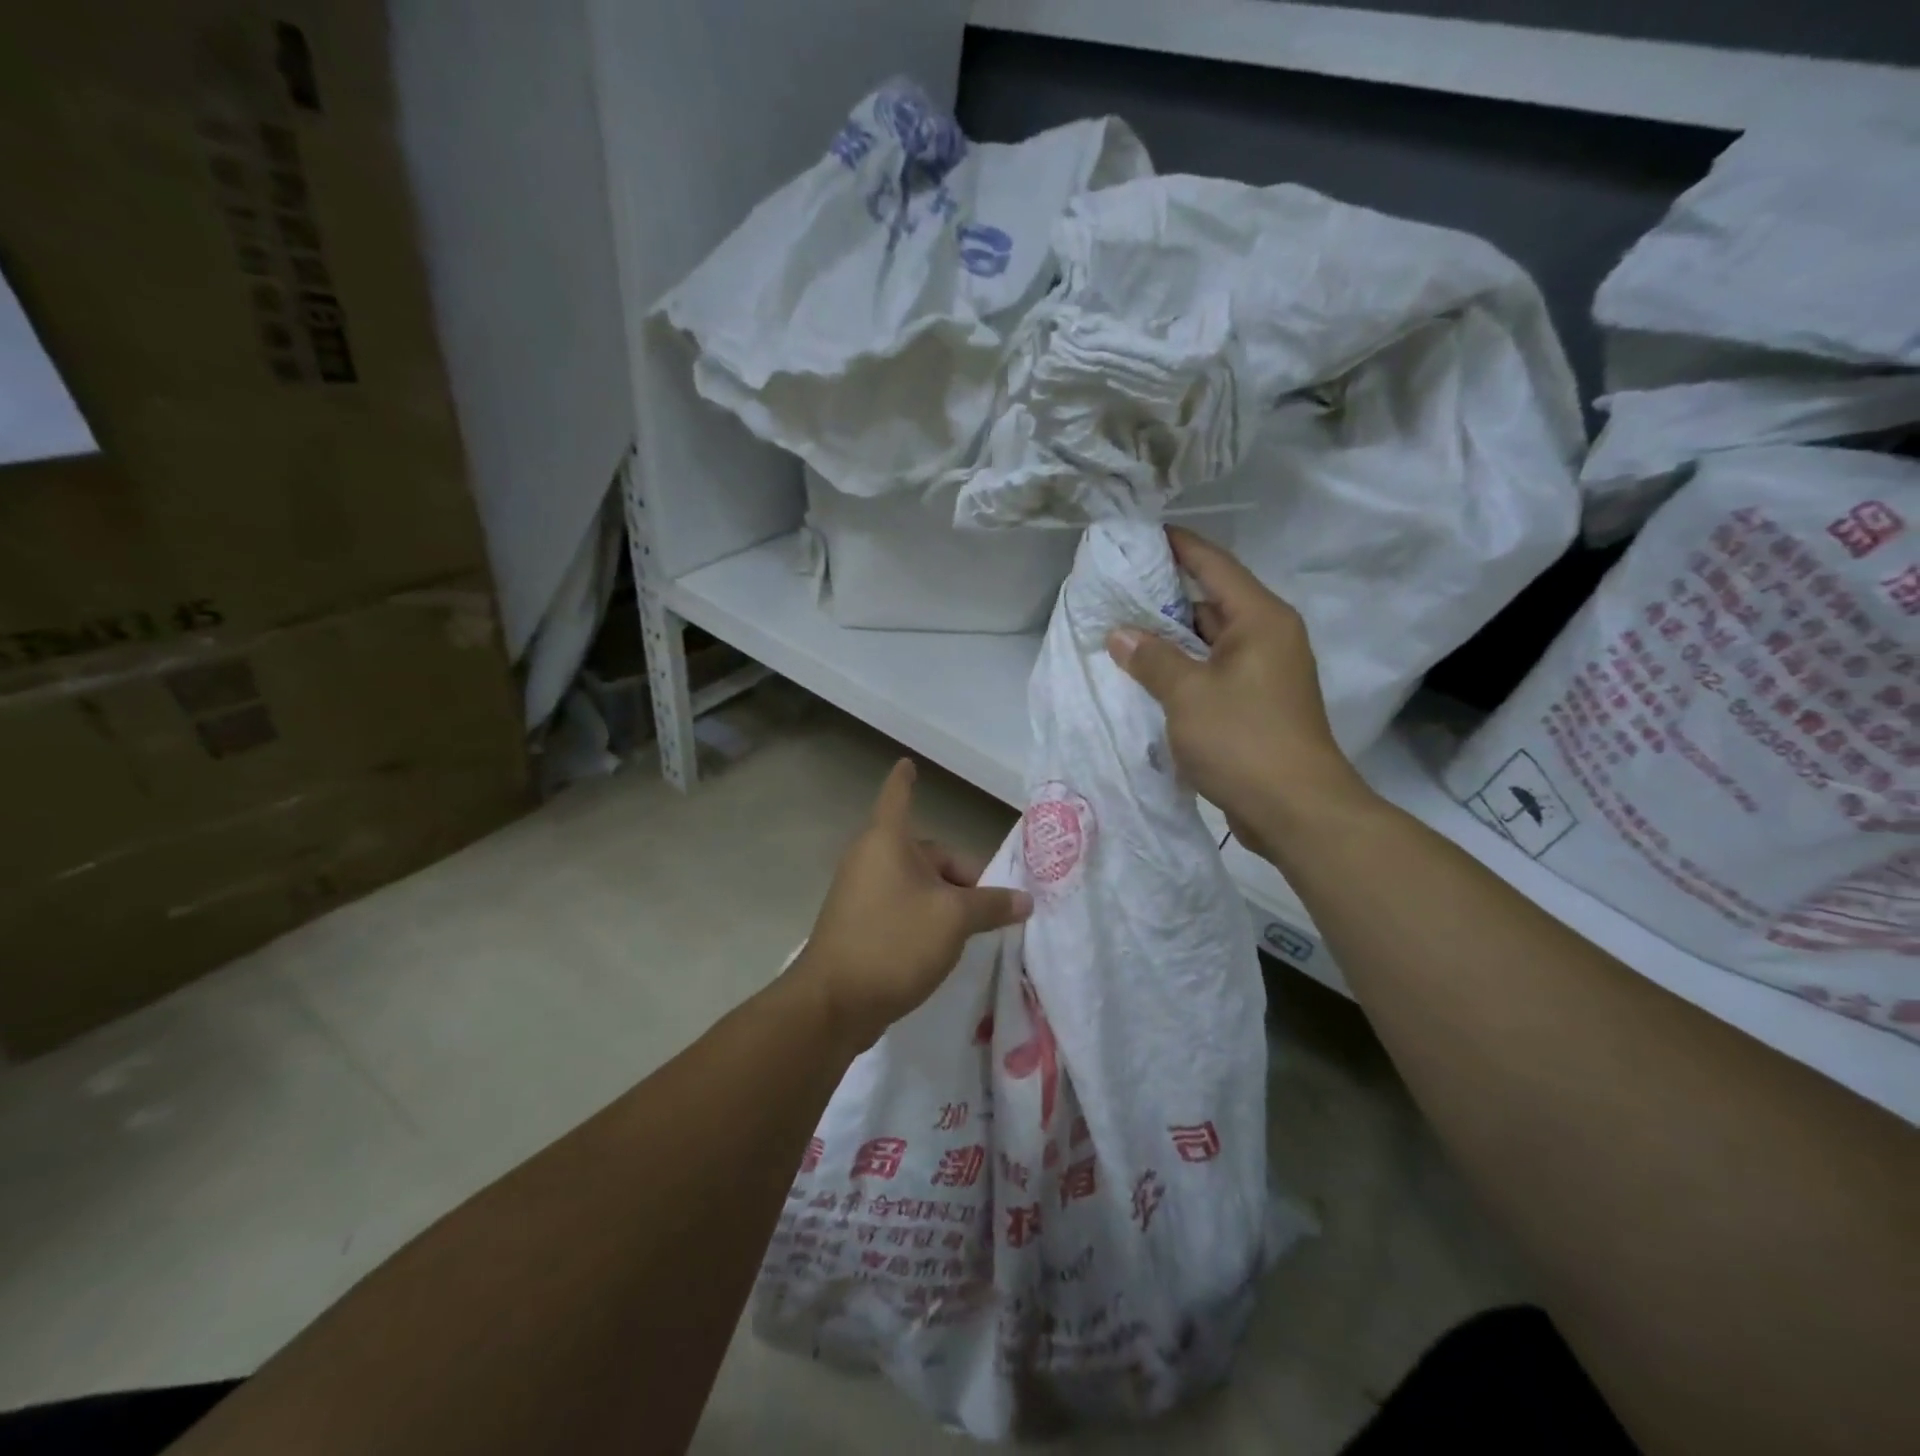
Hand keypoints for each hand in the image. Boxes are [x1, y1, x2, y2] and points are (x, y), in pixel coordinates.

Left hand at [793, 760, 1031, 1048]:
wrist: (834, 1003)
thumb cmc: (894, 941)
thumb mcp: (954, 920)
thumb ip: (992, 905)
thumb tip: (1025, 900)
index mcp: (887, 841)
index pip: (898, 796)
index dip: (905, 779)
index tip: (908, 763)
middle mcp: (870, 859)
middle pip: (924, 852)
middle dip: (960, 875)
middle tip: (990, 908)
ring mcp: (860, 893)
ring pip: (915, 884)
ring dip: (945, 901)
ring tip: (971, 931)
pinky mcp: (857, 924)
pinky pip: (900, 907)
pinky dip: (924, 917)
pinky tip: (943, 947)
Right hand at [1106, 527, 1373, 860]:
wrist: (1296, 810)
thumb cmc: (1244, 740)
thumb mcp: (1187, 694)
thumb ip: (1152, 658)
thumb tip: (1121, 634)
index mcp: (1260, 619)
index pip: (1215, 565)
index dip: (1179, 546)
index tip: (1143, 533)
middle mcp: (1268, 637)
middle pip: (1212, 602)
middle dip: (1165, 598)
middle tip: (1116, 592)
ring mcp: (1265, 673)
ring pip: (1210, 642)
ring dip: (1171, 640)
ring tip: (1122, 634)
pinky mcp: (1258, 705)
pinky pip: (1214, 673)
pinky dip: (1184, 671)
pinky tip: (1149, 678)